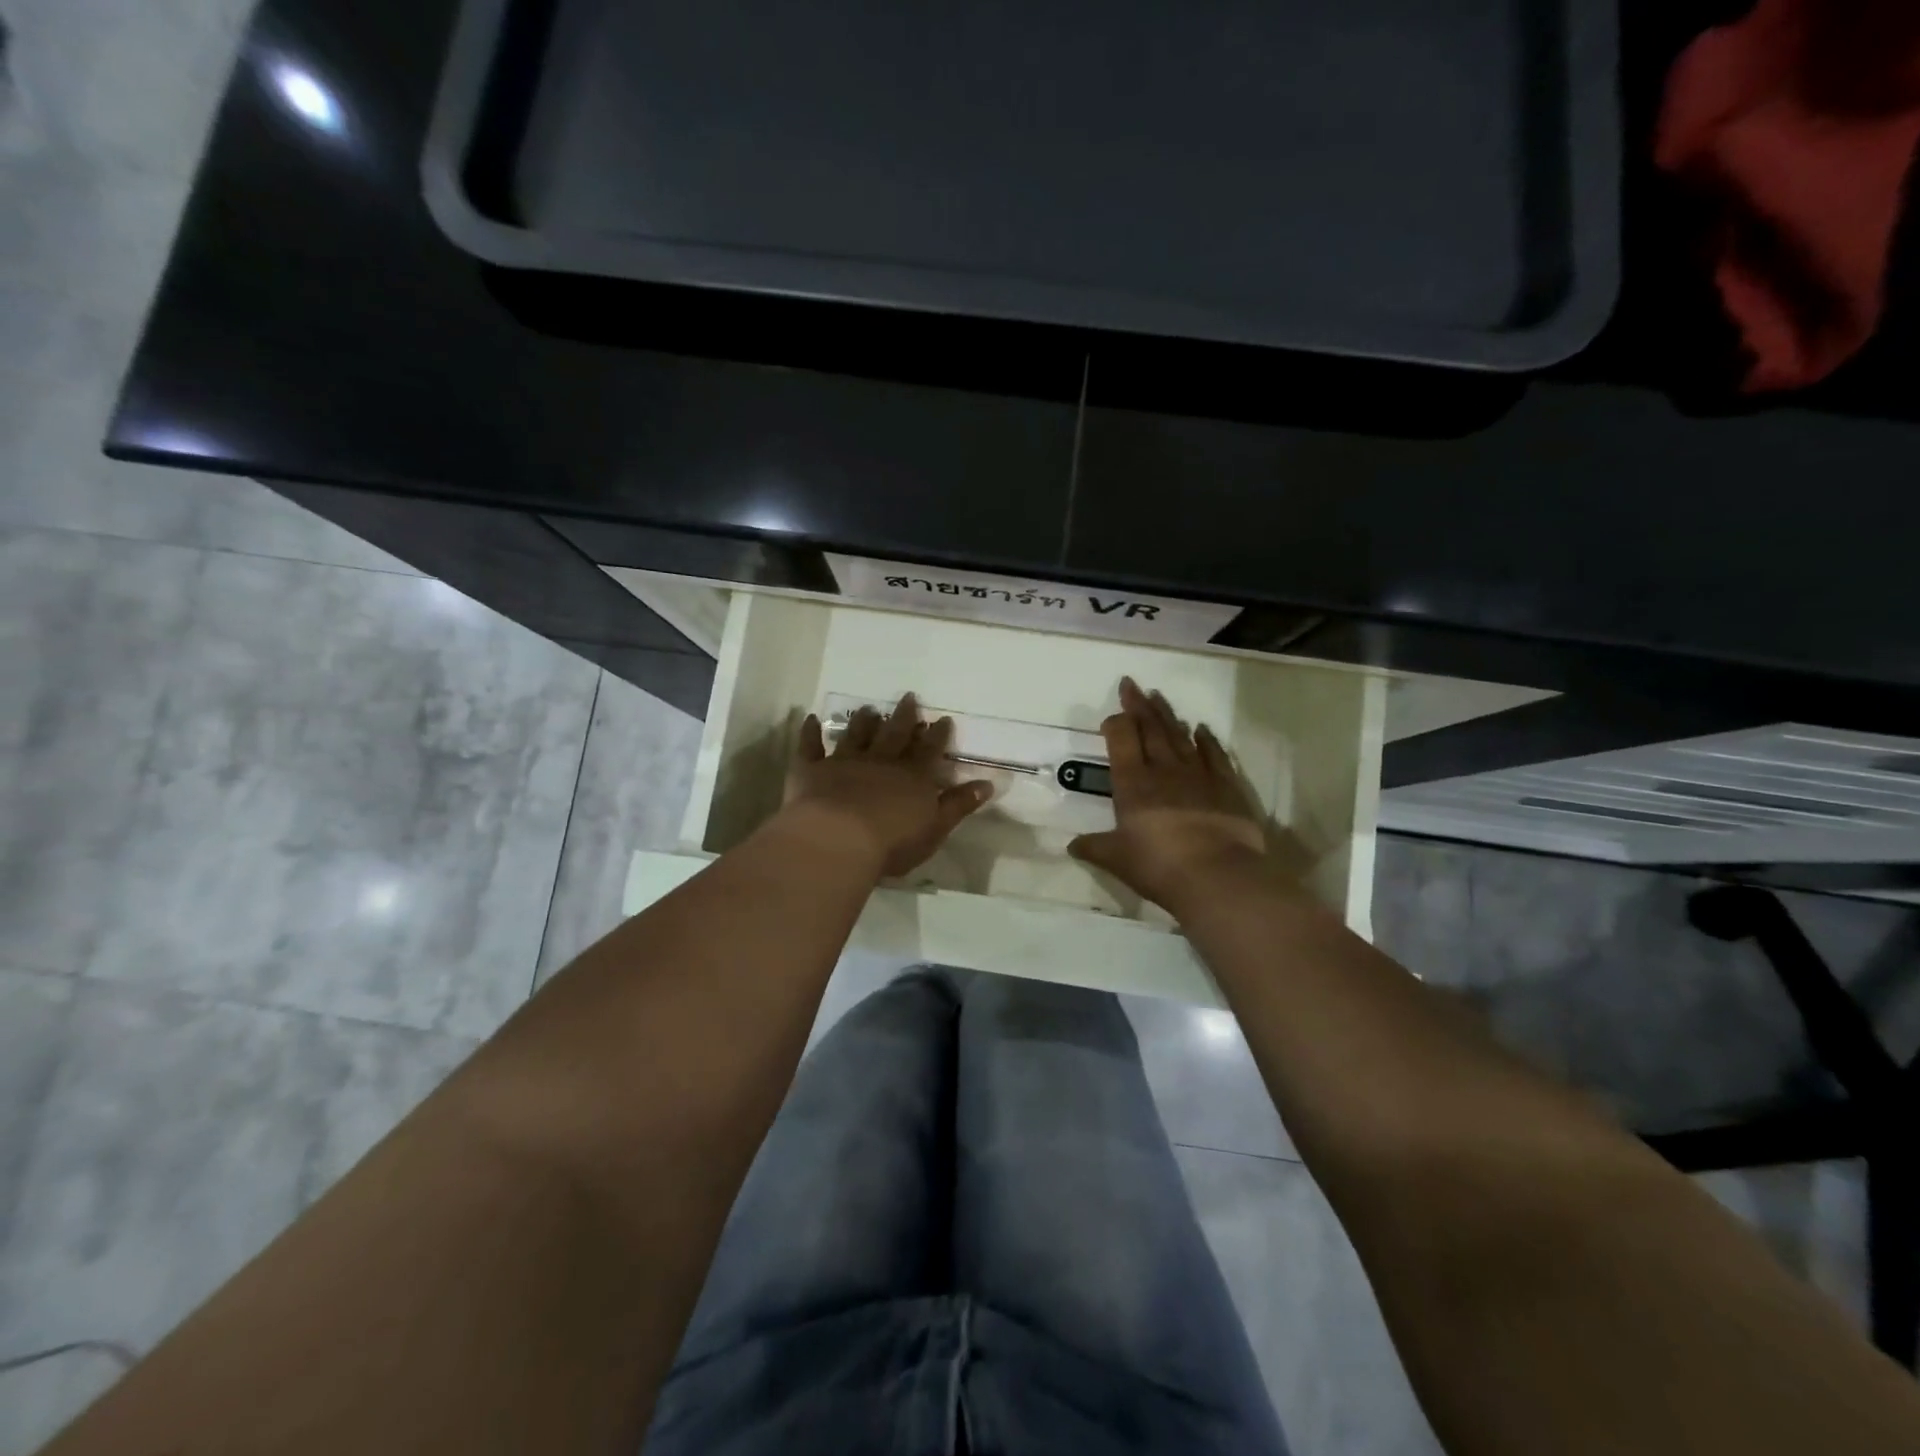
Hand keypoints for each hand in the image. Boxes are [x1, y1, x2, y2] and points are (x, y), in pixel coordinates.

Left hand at [784, 694, 994, 877]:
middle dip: (905, 716)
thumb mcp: (935, 828)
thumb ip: (958, 805)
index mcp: (912, 778)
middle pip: (896, 734)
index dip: (938, 736)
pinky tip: (810, 719)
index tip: (943, 719)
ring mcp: (845, 763)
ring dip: (864, 722)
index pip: (929, 752)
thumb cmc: (892, 842)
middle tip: (910, 696)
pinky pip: (811, 747)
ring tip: (870, 709)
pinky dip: (810, 732)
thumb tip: (987, 784)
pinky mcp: (812, 770)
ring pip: (856, 736)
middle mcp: (881, 762)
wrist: (838, 839)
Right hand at [1069, 677, 1277, 910]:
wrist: (1217, 876)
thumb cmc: (1158, 865)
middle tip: (1132, 684)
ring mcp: (1198, 775)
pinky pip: (1214, 755)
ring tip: (1159, 697)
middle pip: (1150, 729)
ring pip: (1180, 736)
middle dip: (1139, 706)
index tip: (1113, 715)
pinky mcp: (1227, 787)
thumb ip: (1094, 848)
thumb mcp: (1117, 859)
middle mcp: (1164, 770)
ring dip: (1168, 715)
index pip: (1122, 740)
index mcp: (1133, 783)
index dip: (1116, 723)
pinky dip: (1206, 740)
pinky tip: (1201, 729)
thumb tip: (1072, 846)